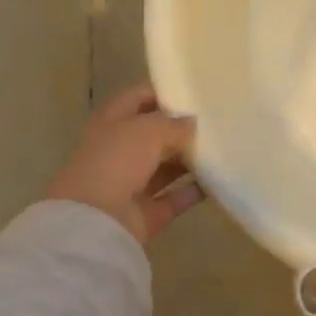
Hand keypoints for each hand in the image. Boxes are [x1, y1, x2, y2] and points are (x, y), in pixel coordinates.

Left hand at [47, 85, 204, 245]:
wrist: (95, 223)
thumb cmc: (117, 161)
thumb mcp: (149, 129)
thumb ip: (174, 123)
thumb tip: (192, 123)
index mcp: (111, 123)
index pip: (138, 98)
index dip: (163, 92)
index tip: (193, 92)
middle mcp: (118, 151)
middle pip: (152, 135)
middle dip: (180, 128)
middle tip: (214, 121)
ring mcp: (129, 185)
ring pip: (164, 167)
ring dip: (188, 159)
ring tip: (220, 148)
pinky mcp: (143, 213)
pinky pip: (173, 198)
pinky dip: (192, 191)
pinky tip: (216, 180)